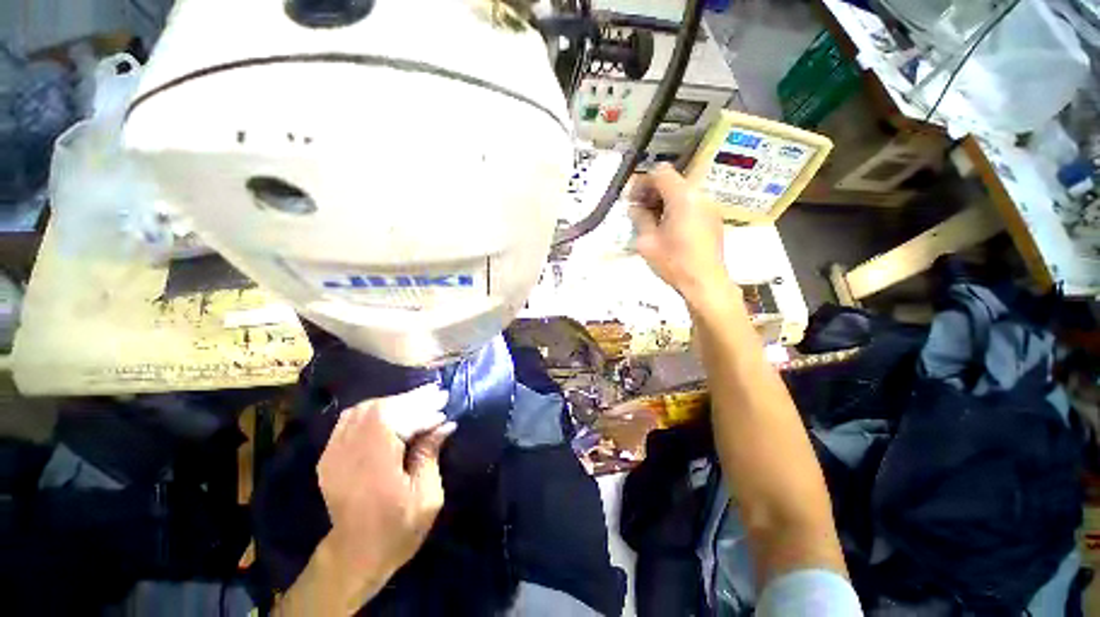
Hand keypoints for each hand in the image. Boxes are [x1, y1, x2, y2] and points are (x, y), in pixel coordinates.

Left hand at [316, 385, 454, 604]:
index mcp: (374, 466)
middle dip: (412, 399)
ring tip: (421, 399)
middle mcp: (348, 455)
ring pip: (364, 409)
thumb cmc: (398, 530)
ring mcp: (333, 454)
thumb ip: (431, 455)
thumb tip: (445, 424)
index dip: (422, 410)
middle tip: (437, 394)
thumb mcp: (426, 498)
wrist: (355, 555)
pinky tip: (395, 410)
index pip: (396, 420)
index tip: (444, 408)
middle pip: (379, 409)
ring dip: (395, 401)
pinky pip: (351, 419)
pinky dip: (376, 409)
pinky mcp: (329, 456)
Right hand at [628, 164, 731, 307]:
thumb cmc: (674, 262)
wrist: (705, 283)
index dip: (642, 182)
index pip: (660, 172)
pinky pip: (691, 204)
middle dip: (652, 192)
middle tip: (638, 211)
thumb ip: (639, 218)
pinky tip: (667, 228)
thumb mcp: (647, 241)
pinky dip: (676, 209)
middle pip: (672, 181)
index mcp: (683, 197)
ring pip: (682, 192)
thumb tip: (634, 207)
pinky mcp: (713, 219)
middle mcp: (699, 195)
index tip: (631, 200)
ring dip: (663, 201)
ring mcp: (709, 206)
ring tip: (651, 221)